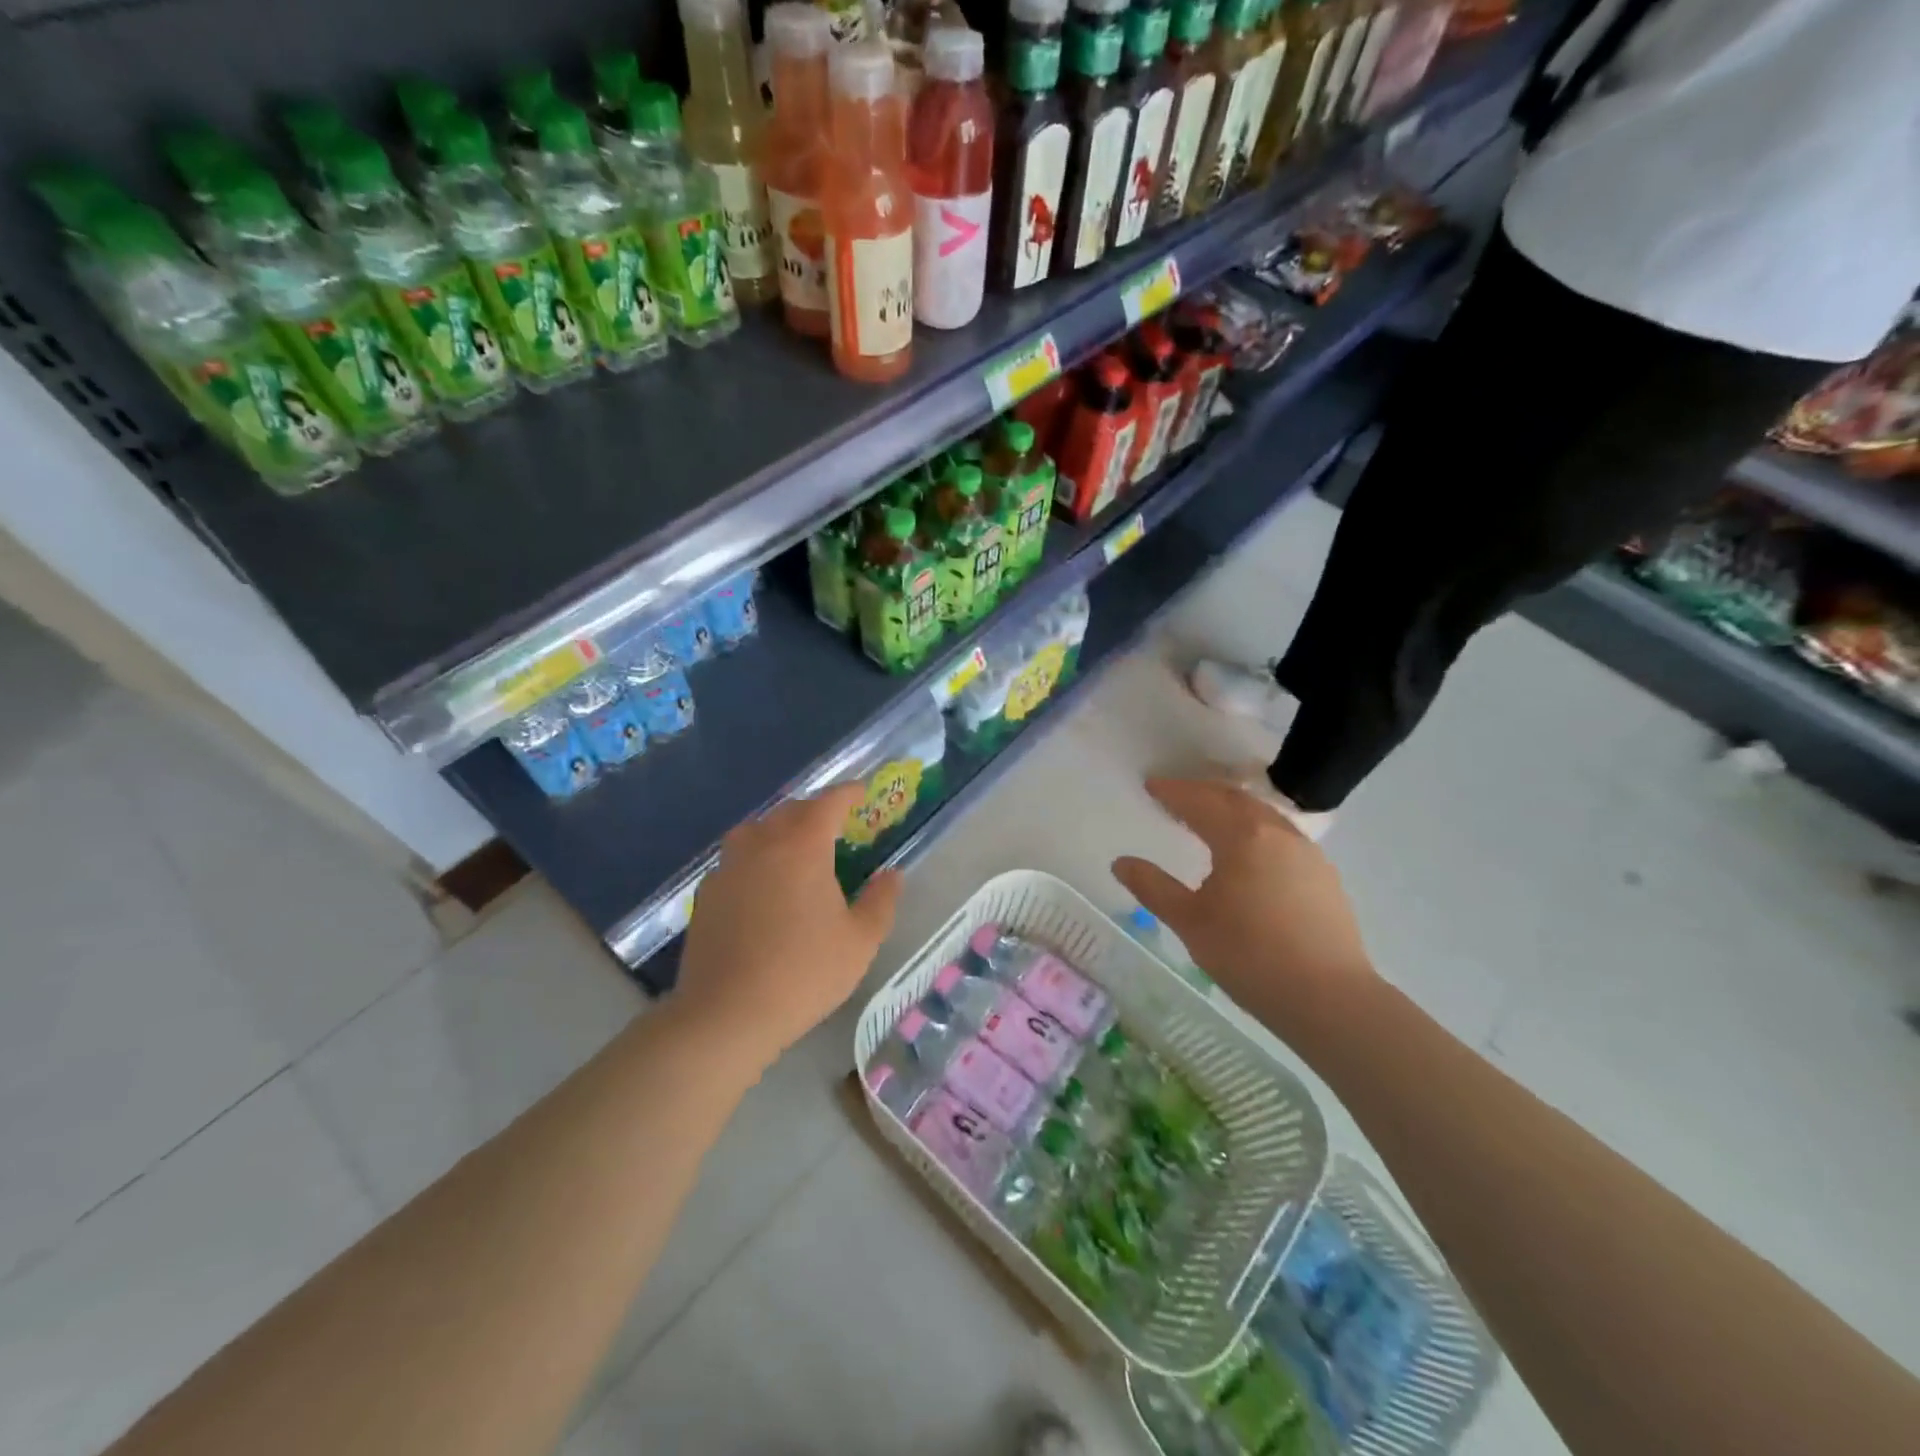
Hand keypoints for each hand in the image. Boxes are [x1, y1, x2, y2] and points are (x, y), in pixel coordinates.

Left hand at [675, 783, 902, 1069]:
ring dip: (780, 829)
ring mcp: (728, 868)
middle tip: (835, 824)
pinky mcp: (706, 894)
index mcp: (802, 847)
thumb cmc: (803, 973)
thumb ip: (880, 901)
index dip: (847, 793)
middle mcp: (761, 845)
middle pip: (789, 811)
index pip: (827, 803)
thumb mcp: (859, 942)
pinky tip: (762, 885)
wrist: (726, 1014)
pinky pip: (735, 859)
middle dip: (815, 810)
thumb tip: (892, 875)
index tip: (862, 791)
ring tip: (796, 848)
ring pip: (756, 830)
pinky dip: (755, 857)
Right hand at [1112, 777, 1375, 1037]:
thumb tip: (1121, 862)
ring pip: (1263, 815)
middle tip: (1176, 796)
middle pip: (1235, 799)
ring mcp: (1307, 853)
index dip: (1173, 792)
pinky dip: (1255, 829)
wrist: (1330, 999)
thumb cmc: (1250, 957)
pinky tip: (1249, 852)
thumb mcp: (1191, 922)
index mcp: (1243, 837)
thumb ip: (1153, 887)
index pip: (1201, 802)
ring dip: (1232, 808)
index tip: (1151, 786)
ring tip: (1209, 818)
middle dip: (1203, 793)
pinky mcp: (1325, 876)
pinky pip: (1282, 836)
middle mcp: (1278, 833)